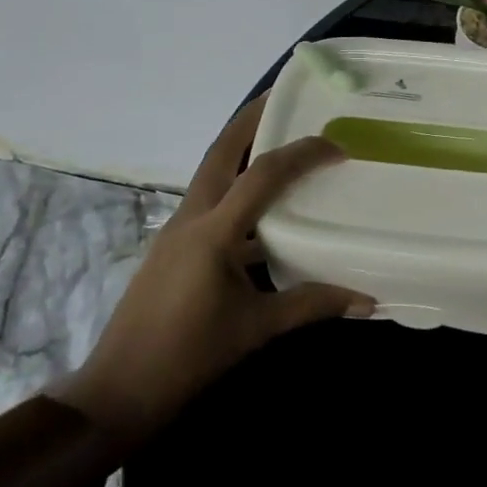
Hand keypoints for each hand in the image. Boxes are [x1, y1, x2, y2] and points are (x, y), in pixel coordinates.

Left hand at [57, 93, 373, 443]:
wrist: (118, 391)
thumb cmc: (187, 358)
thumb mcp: (256, 330)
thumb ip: (312, 305)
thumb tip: (368, 299)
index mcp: (212, 233)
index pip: (263, 176)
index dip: (302, 153)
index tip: (337, 144)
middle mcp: (191, 218)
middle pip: (220, 150)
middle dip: (252, 117)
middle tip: (285, 95)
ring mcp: (177, 230)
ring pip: (211, 171)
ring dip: (241, 147)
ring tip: (277, 135)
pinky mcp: (173, 246)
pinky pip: (210, 199)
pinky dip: (236, 185)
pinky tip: (261, 204)